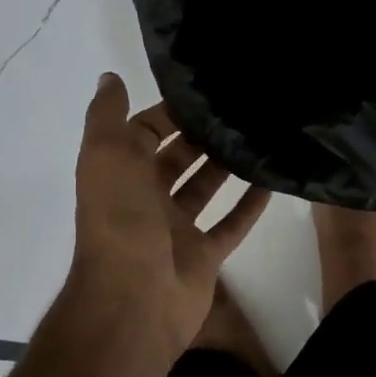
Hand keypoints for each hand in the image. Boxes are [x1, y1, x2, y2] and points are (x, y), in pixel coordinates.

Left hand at [69, 74, 270, 360]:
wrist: (134, 299)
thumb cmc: (120, 219)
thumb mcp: (105, 155)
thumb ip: (105, 115)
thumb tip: (109, 77)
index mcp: (120, 174)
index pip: (143, 133)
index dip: (167, 113)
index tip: (204, 93)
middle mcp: (146, 199)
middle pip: (176, 160)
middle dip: (201, 137)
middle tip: (239, 111)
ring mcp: (176, 230)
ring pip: (204, 189)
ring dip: (225, 166)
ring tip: (258, 138)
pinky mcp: (203, 256)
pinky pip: (230, 225)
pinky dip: (248, 206)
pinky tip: (271, 182)